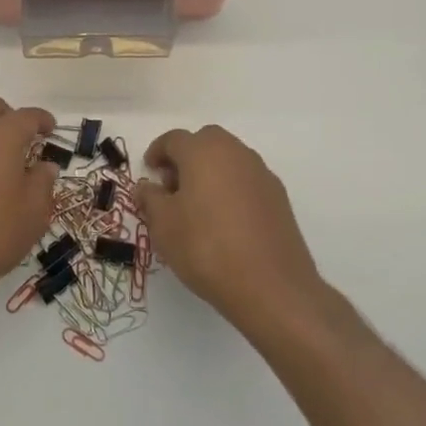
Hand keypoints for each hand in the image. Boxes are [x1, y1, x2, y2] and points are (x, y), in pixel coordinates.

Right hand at [136, 125, 322, 331]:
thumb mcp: (163, 225)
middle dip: (186, 157)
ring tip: (197, 206)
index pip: (173, 139)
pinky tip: (224, 221)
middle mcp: (235, 153)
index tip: (149, 171)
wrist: (271, 287)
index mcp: (203, 151)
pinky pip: (246, 181)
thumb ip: (150, 199)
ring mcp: (261, 174)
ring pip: (229, 160)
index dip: (157, 152)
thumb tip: (146, 186)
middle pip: (205, 142)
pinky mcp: (279, 198)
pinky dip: (231, 189)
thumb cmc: (206, 247)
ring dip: (210, 172)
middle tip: (172, 186)